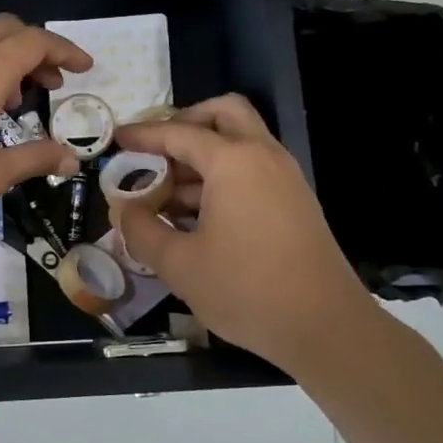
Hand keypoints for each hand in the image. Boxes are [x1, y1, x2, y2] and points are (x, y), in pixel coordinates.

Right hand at [113, 95, 377, 375]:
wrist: (326, 328)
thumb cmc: (246, 290)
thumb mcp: (178, 264)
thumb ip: (141, 230)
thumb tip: (125, 209)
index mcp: (233, 161)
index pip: (179, 133)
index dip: (142, 134)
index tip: (115, 138)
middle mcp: (263, 156)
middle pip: (224, 113)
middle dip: (185, 123)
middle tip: (156, 151)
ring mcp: (285, 177)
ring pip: (240, 142)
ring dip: (202, 154)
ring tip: (167, 193)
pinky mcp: (295, 201)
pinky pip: (253, 169)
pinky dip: (223, 175)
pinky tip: (196, 215)